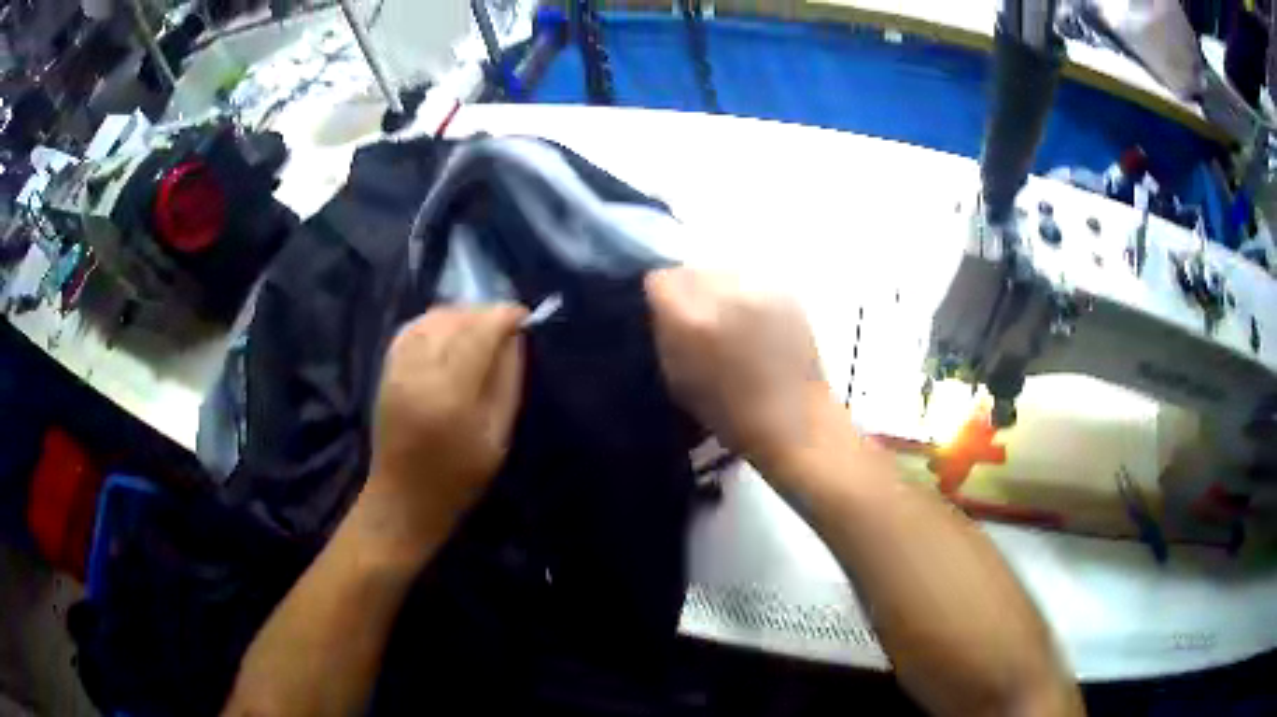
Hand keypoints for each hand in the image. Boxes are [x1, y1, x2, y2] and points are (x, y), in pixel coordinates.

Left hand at [361, 303, 526, 558]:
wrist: (403, 498)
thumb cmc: (458, 477)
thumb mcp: (497, 436)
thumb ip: (507, 381)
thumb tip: (514, 338)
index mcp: (450, 393)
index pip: (478, 332)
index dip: (504, 316)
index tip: (524, 316)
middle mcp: (418, 371)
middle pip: (454, 319)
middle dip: (484, 313)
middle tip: (505, 325)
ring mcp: (397, 368)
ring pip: (431, 318)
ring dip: (460, 315)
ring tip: (479, 328)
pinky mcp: (386, 369)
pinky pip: (412, 328)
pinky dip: (434, 322)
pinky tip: (449, 332)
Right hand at [645, 268, 834, 477]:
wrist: (794, 421)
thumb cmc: (729, 414)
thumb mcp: (678, 380)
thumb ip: (666, 336)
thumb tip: (662, 309)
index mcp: (691, 320)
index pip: (659, 280)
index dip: (658, 297)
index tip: (663, 315)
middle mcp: (724, 294)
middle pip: (692, 271)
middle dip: (689, 291)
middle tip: (696, 320)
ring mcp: (759, 290)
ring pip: (723, 274)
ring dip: (719, 292)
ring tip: (729, 322)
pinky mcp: (786, 294)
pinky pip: (752, 284)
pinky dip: (747, 299)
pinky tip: (755, 326)